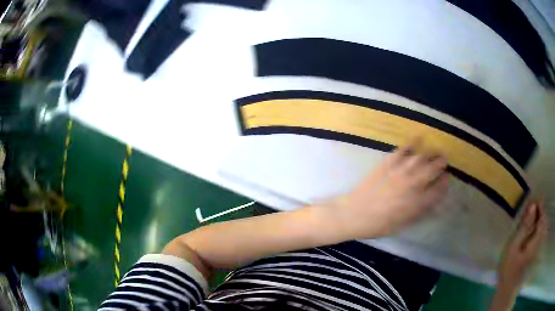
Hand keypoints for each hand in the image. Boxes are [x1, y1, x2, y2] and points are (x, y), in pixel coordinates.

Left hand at [333, 143, 448, 238]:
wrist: (355, 214)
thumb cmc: (380, 224)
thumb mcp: (404, 223)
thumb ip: (421, 210)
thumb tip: (434, 200)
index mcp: (418, 202)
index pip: (438, 189)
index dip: (444, 182)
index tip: (447, 177)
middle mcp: (412, 184)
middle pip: (432, 169)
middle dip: (441, 163)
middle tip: (444, 160)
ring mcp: (400, 171)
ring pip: (420, 158)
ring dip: (430, 153)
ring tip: (433, 151)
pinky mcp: (387, 164)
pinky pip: (402, 151)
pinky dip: (410, 145)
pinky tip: (415, 142)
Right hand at [498, 201, 547, 289]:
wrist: (508, 290)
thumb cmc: (509, 270)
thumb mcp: (513, 248)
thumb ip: (524, 227)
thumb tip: (533, 206)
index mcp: (536, 240)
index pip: (542, 216)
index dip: (540, 205)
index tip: (534, 199)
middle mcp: (540, 241)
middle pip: (544, 220)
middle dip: (540, 210)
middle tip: (531, 206)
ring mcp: (539, 247)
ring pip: (543, 226)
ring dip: (539, 218)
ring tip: (532, 214)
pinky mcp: (536, 251)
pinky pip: (541, 233)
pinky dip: (538, 226)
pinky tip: (533, 227)